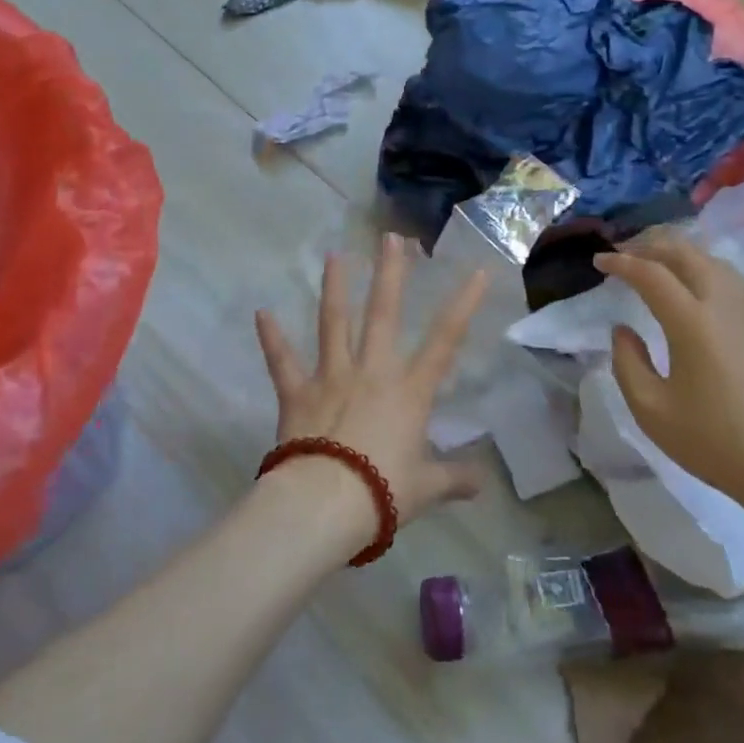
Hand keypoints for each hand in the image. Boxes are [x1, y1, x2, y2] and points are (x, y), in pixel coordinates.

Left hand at [254, 233, 490, 542]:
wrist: (325, 504)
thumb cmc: (384, 492)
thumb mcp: (427, 487)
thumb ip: (455, 479)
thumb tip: (482, 484)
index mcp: (409, 391)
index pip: (445, 340)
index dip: (463, 304)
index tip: (476, 271)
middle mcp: (372, 372)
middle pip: (383, 314)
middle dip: (389, 273)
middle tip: (390, 238)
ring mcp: (332, 377)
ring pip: (334, 323)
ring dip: (335, 288)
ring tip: (334, 256)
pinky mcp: (297, 393)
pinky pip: (282, 362)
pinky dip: (272, 338)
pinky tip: (261, 313)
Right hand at [595, 230, 743, 542]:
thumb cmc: (714, 442)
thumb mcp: (651, 410)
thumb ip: (627, 362)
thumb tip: (623, 330)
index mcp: (693, 323)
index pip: (651, 274)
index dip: (621, 262)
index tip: (598, 262)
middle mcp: (724, 305)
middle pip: (686, 252)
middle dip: (649, 245)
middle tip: (623, 253)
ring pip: (712, 260)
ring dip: (678, 252)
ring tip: (654, 263)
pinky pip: (730, 277)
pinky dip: (703, 267)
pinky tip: (693, 284)